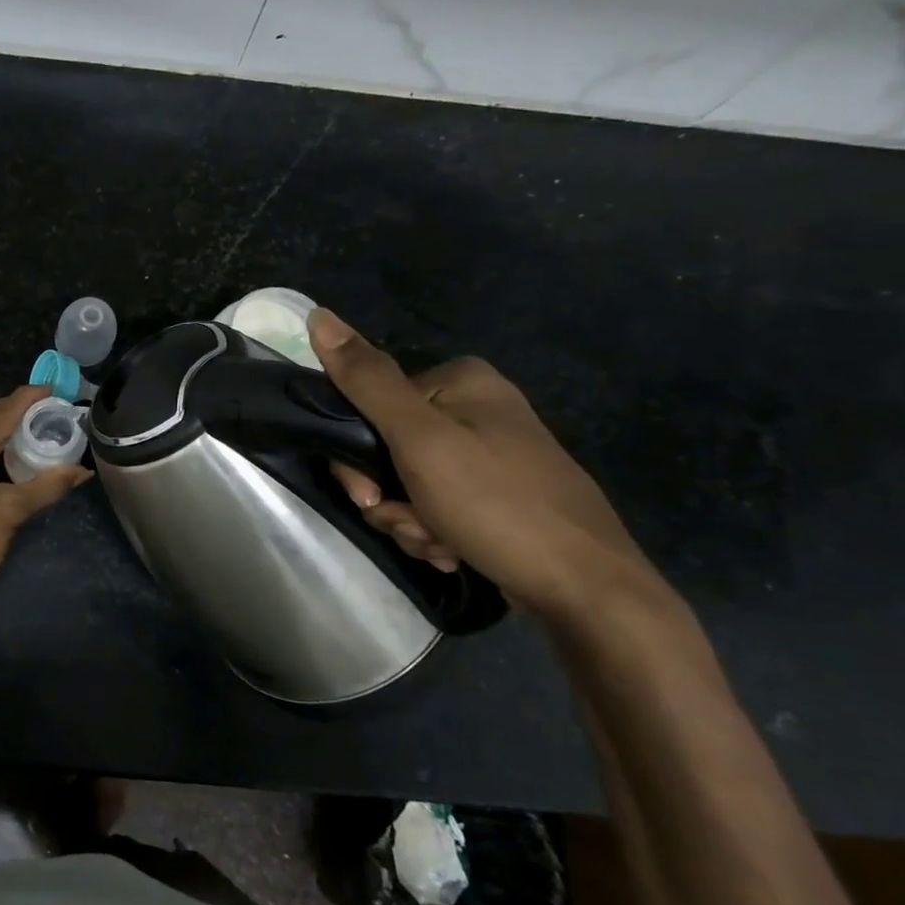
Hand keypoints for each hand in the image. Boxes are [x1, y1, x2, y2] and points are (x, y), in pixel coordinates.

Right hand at [306, 307, 659, 618]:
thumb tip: (318, 315)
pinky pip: (435, 505)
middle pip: (386, 448)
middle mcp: (475, 408)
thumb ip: (367, 381)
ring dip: (409, 520)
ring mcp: (488, 453)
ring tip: (440, 543)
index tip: (370, 494)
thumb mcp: (420, 439)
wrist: (586, 589)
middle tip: (411, 523)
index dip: (356, 456)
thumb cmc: (497, 504)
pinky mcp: (495, 494)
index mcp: (459, 381)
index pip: (368, 406)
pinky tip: (453, 550)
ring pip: (405, 483)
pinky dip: (433, 531)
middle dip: (388, 496)